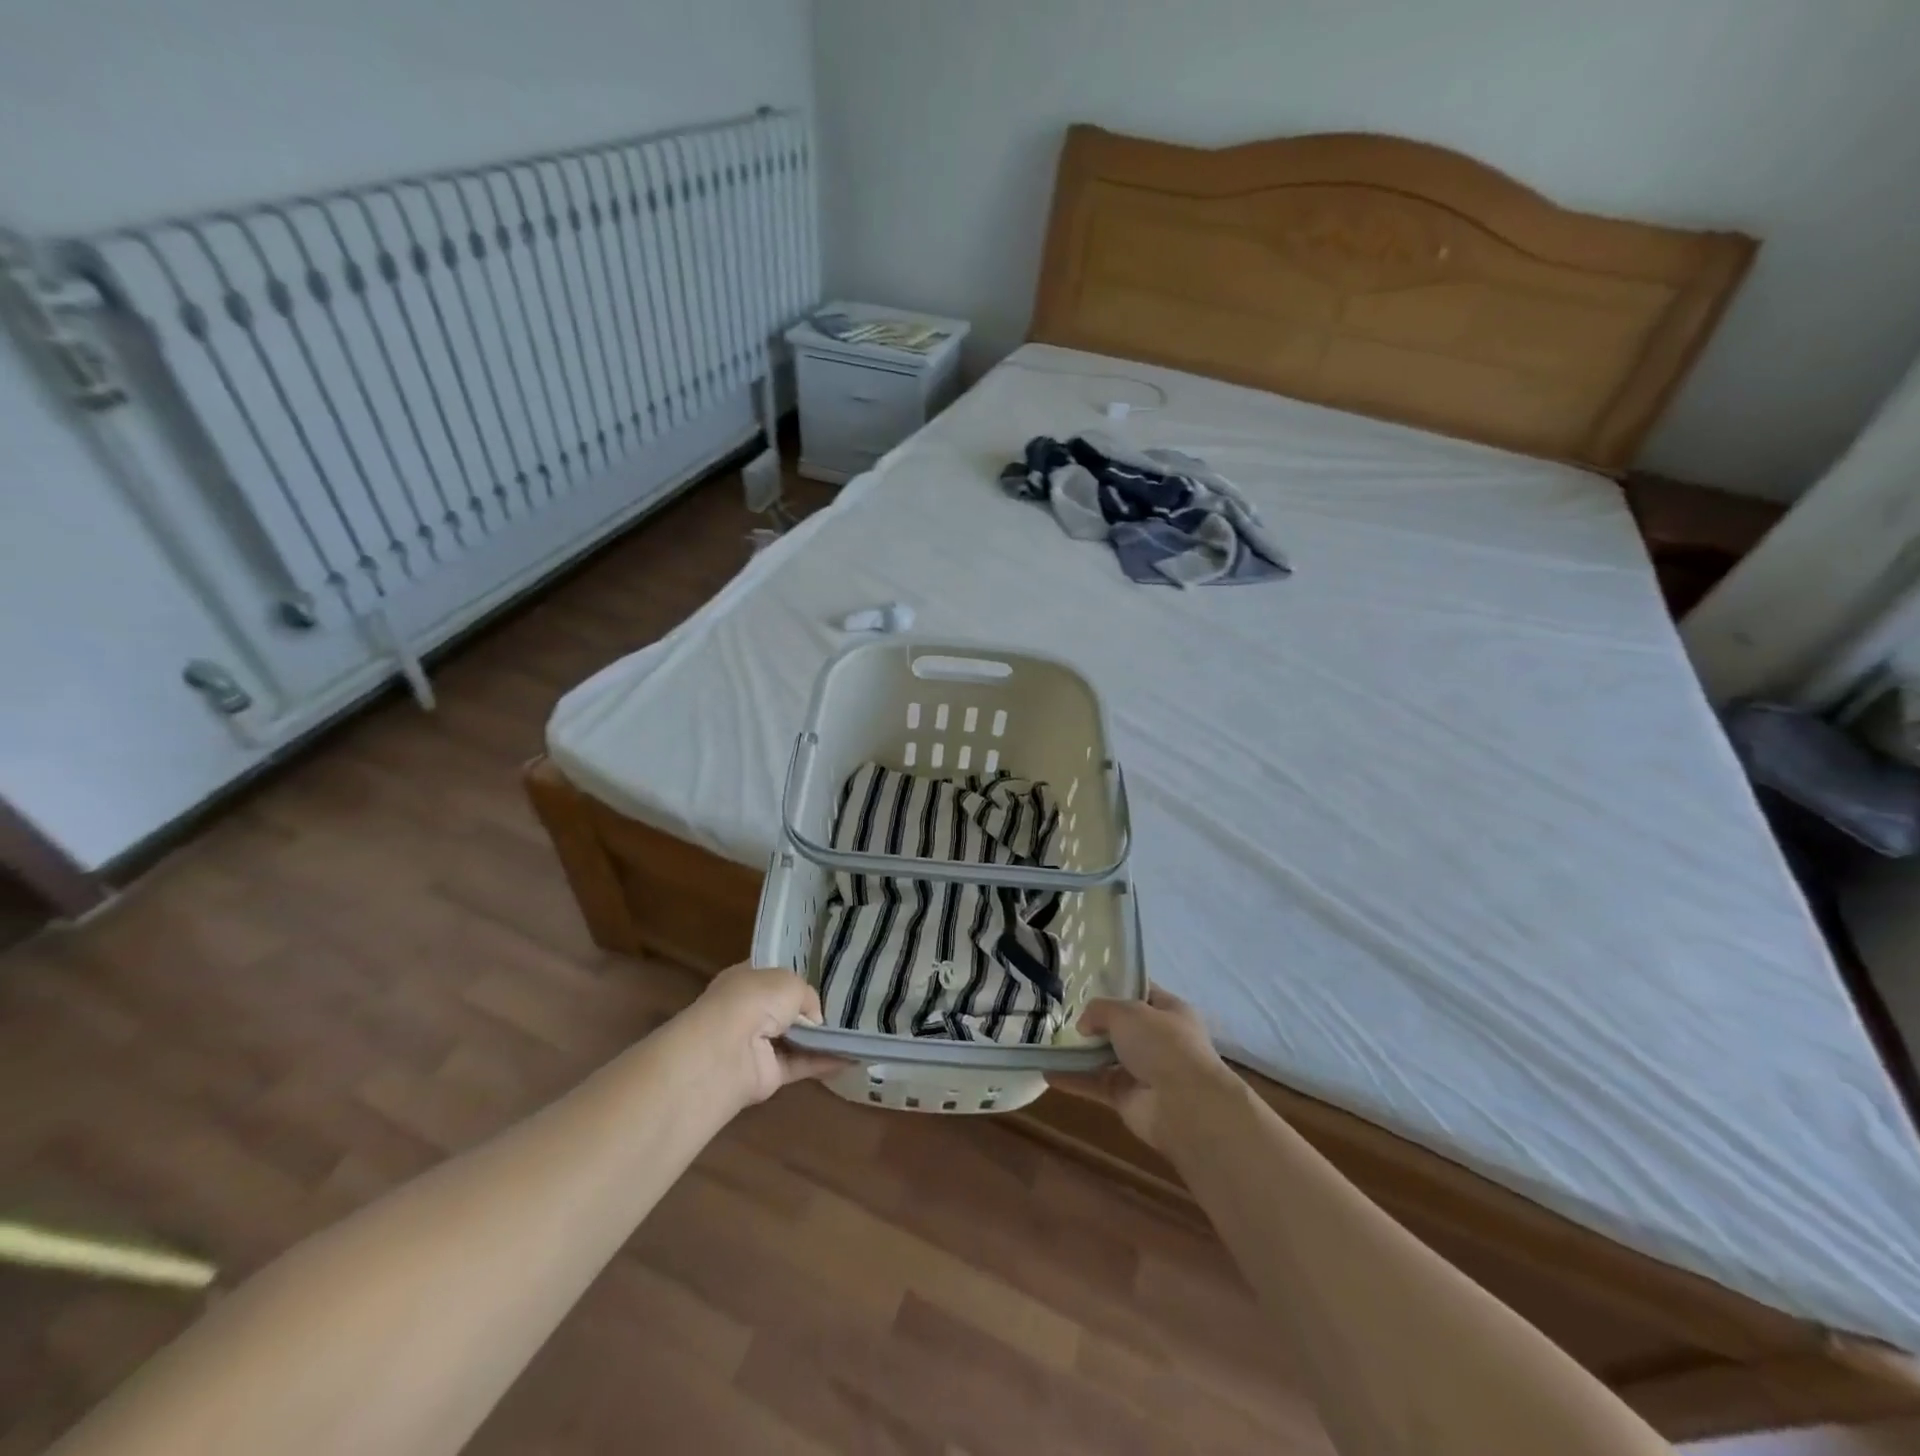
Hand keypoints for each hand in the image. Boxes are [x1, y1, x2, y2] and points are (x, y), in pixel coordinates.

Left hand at [683, 964, 844, 1107]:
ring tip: (853, 1033)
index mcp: (745, 980)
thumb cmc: (754, 1001)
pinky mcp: (766, 1075)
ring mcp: (756, 1045)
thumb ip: (807, 996)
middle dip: (809, 1011)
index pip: (771, 976)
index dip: (795, 977)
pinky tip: (851, 1058)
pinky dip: (824, 1062)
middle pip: (784, 1010)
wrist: (727, 1051)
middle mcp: (748, 1011)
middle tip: (844, 1008)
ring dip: (820, 1039)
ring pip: (794, 1040)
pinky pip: (800, 1065)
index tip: (822, 980)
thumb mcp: (790, 982)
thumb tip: (814, 1020)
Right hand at [1050, 985, 1238, 1148]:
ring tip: (1050, 1041)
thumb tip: (1085, 1026)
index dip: (1118, 986)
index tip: (1088, 983)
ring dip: (1081, 1052)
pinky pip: (1095, 1084)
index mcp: (1169, 1011)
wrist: (1184, 1105)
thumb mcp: (1128, 1011)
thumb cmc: (1163, 1044)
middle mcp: (1158, 1039)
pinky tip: (1047, 1073)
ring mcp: (1143, 1070)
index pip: (1142, 992)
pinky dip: (1073, 1079)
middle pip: (1122, 1026)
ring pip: (1106, 1057)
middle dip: (1095, 1022)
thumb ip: (1100, 1010)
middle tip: (1064, 1013)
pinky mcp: (1127, 1098)